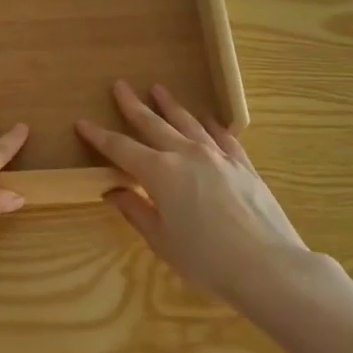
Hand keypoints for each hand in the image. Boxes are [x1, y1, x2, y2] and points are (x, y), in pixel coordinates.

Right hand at [76, 81, 333, 314]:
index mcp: (160, 172)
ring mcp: (218, 156)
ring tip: (158, 89)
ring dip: (171, 105)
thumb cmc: (206, 259)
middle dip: (133, 105)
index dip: (99, 136)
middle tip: (120, 86)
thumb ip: (136, 211)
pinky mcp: (244, 165)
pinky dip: (212, 125)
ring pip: (188, 122)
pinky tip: (209, 119)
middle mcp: (186, 154)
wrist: (269, 266)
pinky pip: (224, 137)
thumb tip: (113, 192)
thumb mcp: (162, 241)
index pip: (121, 148)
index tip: (82, 122)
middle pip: (153, 124)